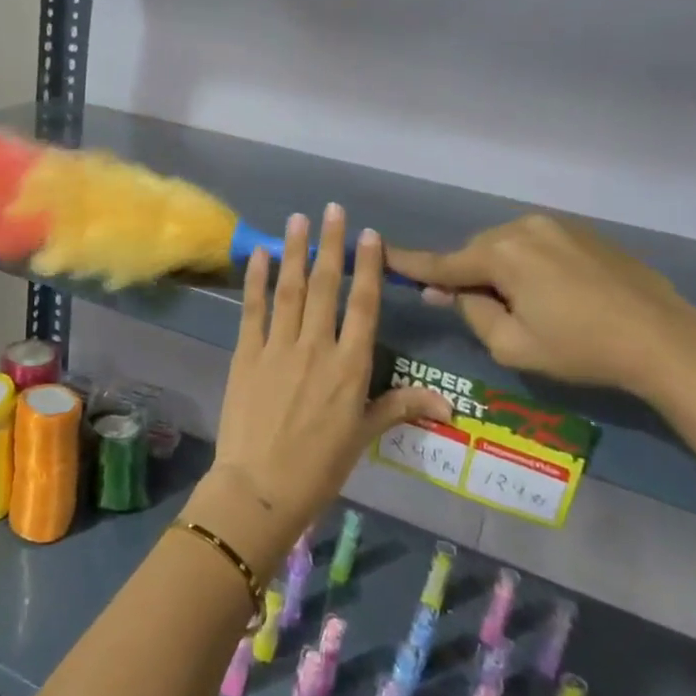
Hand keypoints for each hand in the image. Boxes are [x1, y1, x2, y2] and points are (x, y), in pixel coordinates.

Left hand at [184, 206, 449, 576]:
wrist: (262, 486)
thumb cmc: (319, 466)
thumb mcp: (364, 435)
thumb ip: (400, 408)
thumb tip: (449, 404)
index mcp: (350, 367)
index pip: (364, 306)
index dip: (368, 267)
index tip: (369, 235)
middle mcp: (317, 347)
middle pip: (327, 287)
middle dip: (331, 245)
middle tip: (333, 209)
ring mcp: (278, 347)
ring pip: (291, 289)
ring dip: (295, 251)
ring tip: (298, 218)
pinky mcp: (246, 353)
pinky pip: (253, 309)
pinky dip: (256, 280)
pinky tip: (260, 254)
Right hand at [388, 215, 695, 399]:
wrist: (666, 340)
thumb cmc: (581, 348)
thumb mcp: (512, 345)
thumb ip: (472, 312)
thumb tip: (451, 292)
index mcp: (501, 254)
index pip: (442, 263)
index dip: (408, 263)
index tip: (378, 252)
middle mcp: (524, 228)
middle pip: (476, 252)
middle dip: (468, 276)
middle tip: (472, 308)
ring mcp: (558, 226)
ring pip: (507, 247)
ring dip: (501, 271)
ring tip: (523, 306)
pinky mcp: (585, 234)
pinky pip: (537, 245)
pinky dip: (529, 266)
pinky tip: (553, 295)